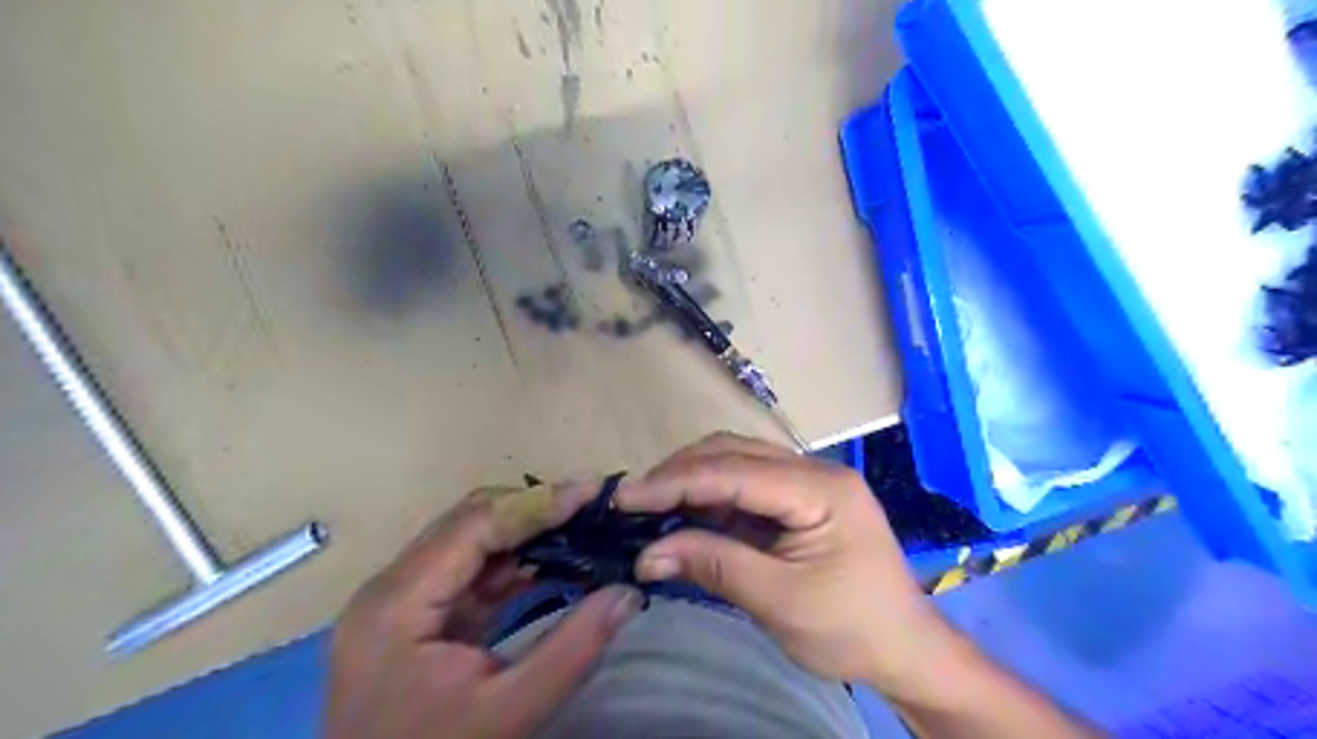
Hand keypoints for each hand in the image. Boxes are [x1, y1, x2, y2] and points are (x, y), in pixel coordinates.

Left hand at [325, 481, 644, 738]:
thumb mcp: (509, 713)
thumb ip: (573, 648)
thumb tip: (628, 591)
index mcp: (398, 603)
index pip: (475, 526)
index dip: (538, 503)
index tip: (593, 490)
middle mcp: (391, 586)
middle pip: (470, 521)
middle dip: (535, 509)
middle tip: (593, 506)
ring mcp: (401, 599)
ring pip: (472, 540)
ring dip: (527, 532)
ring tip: (583, 525)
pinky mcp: (416, 615)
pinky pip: (471, 570)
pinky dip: (514, 561)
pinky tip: (554, 559)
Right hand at [617, 432, 959, 697]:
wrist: (906, 650)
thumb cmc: (853, 629)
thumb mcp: (782, 602)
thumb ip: (716, 567)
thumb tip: (648, 554)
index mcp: (821, 489)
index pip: (735, 471)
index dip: (676, 481)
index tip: (626, 498)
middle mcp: (814, 471)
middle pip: (734, 453)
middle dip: (680, 474)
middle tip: (634, 502)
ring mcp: (808, 483)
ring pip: (737, 462)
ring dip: (692, 481)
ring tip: (651, 506)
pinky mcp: (799, 501)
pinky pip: (746, 486)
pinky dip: (711, 498)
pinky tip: (685, 514)